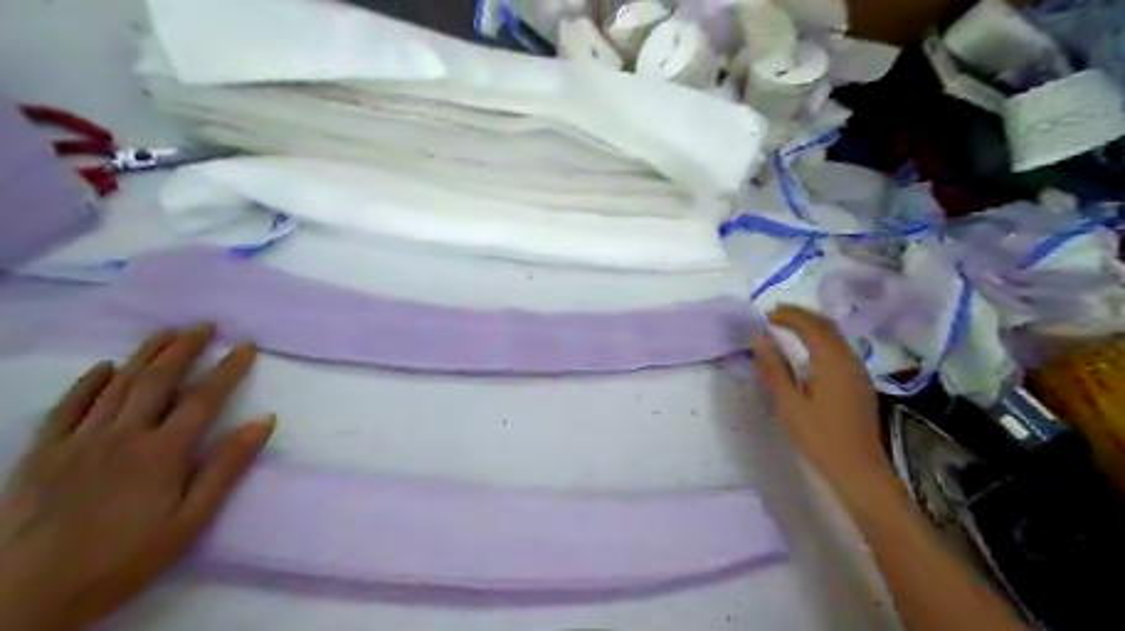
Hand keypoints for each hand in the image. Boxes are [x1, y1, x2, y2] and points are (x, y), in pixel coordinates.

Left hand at [0, 326, 274, 630]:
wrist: (28, 596)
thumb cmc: (126, 558)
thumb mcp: (191, 520)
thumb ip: (226, 467)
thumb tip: (263, 421)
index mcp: (163, 453)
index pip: (204, 398)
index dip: (227, 369)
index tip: (245, 346)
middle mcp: (123, 436)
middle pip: (158, 381)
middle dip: (184, 348)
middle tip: (204, 325)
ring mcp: (79, 441)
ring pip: (116, 385)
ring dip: (144, 354)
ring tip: (166, 332)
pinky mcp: (42, 453)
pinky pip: (67, 407)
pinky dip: (88, 383)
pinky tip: (105, 367)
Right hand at [751, 306, 891, 501]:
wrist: (858, 470)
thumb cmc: (819, 437)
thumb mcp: (788, 403)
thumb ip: (773, 368)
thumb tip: (760, 338)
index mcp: (832, 361)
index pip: (810, 326)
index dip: (789, 316)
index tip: (767, 315)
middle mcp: (849, 359)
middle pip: (827, 326)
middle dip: (801, 316)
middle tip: (776, 315)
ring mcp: (858, 371)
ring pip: (836, 337)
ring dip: (812, 327)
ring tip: (788, 328)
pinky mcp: (860, 383)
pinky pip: (840, 349)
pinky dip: (821, 340)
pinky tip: (809, 352)